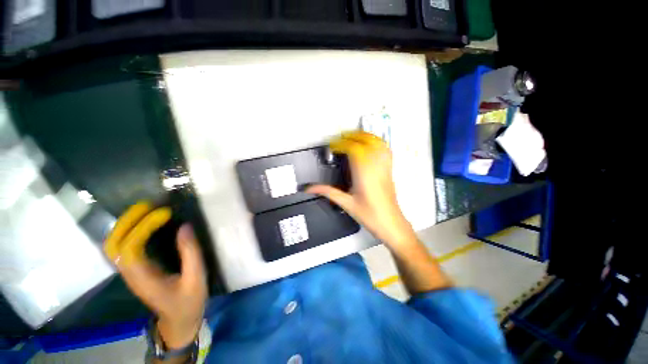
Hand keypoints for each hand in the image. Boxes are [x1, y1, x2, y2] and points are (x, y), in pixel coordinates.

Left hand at [104, 202, 206, 348]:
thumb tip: (185, 226)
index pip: (129, 248)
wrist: (178, 321)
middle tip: (149, 205)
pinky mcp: (136, 269)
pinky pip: (124, 245)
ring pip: (115, 244)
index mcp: (143, 279)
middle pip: (113, 244)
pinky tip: (146, 222)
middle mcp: (130, 274)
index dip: (143, 227)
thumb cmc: (188, 302)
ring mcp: (130, 271)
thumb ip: (191, 253)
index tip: (166, 213)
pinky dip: (131, 230)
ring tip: (147, 209)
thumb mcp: (196, 278)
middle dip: (127, 221)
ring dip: (126, 224)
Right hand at [307, 131, 415, 247]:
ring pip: (377, 143)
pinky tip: (370, 144)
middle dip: (351, 136)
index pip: (353, 149)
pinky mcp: (389, 170)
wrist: (391, 224)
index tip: (332, 147)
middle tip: (339, 140)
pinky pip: (385, 150)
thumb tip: (310, 188)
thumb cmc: (370, 215)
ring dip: (364, 136)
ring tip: (352, 137)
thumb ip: (327, 192)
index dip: (341, 144)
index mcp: (364, 174)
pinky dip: (377, 142)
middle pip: (365, 142)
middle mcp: (375, 167)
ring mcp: (384, 167)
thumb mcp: (346, 203)